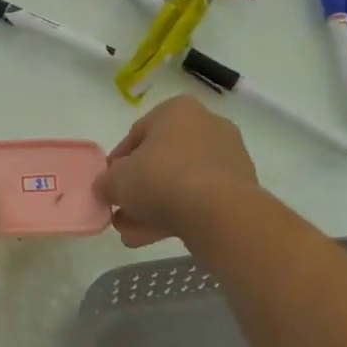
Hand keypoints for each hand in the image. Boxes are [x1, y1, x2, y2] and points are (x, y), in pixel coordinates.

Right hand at [97, 95, 260, 247]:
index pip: (137, 134)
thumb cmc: (161, 179)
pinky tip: (155, 236)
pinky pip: (200, 198)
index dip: (117, 163)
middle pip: (161, 160)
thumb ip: (106, 182)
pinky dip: (178, 213)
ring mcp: (227, 157)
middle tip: (121, 211)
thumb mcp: (116, 180)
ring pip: (180, 182)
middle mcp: (206, 125)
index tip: (108, 185)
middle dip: (138, 188)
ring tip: (133, 233)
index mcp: (176, 110)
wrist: (219, 213)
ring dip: (154, 206)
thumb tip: (106, 187)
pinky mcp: (240, 188)